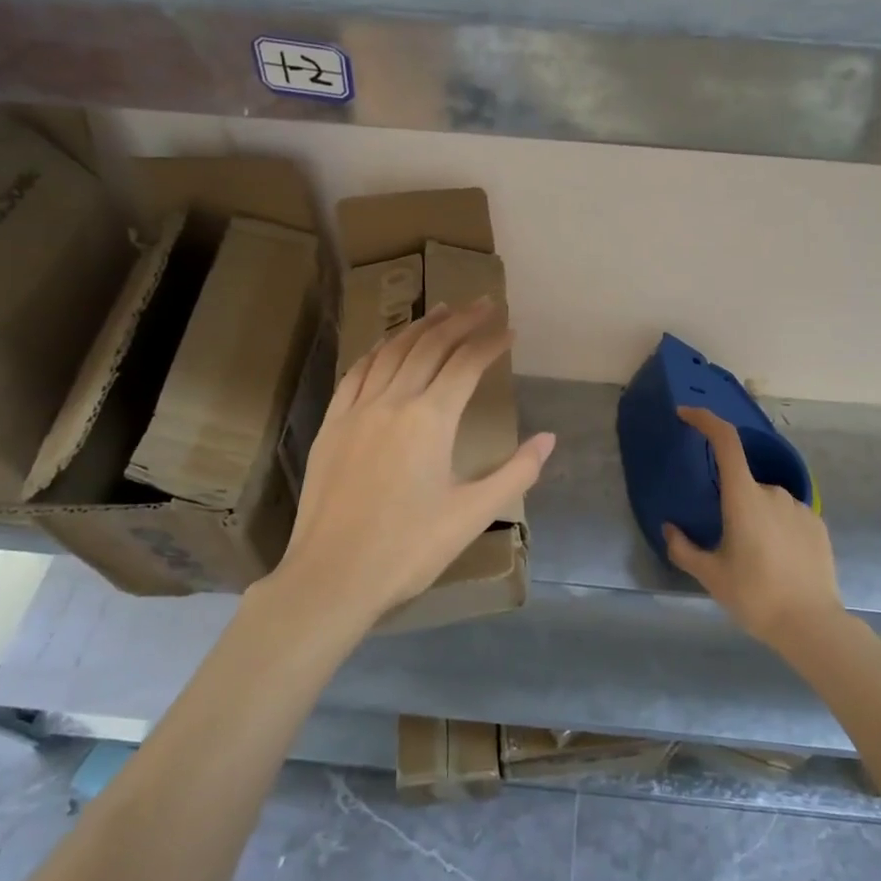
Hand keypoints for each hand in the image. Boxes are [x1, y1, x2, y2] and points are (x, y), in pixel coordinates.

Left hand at [277, 298, 555, 623]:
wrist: (332, 577)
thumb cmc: (408, 549)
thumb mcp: (472, 514)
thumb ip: (516, 473)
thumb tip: (549, 439)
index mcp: (430, 419)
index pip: (466, 364)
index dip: (491, 343)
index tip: (510, 329)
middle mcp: (393, 402)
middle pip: (430, 346)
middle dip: (460, 321)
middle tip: (482, 303)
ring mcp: (357, 410)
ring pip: (391, 351)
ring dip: (419, 326)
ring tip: (441, 310)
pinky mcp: (332, 425)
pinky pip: (357, 372)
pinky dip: (378, 350)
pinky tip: (387, 344)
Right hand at [664, 407, 841, 649]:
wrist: (811, 625)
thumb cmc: (754, 596)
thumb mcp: (711, 576)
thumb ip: (684, 549)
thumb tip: (670, 529)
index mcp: (743, 498)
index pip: (725, 442)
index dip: (706, 420)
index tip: (686, 414)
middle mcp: (772, 492)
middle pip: (742, 484)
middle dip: (731, 506)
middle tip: (727, 547)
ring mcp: (798, 507)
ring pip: (765, 502)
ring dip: (755, 519)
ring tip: (755, 562)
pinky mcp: (817, 524)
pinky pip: (787, 516)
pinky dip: (776, 529)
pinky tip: (778, 562)